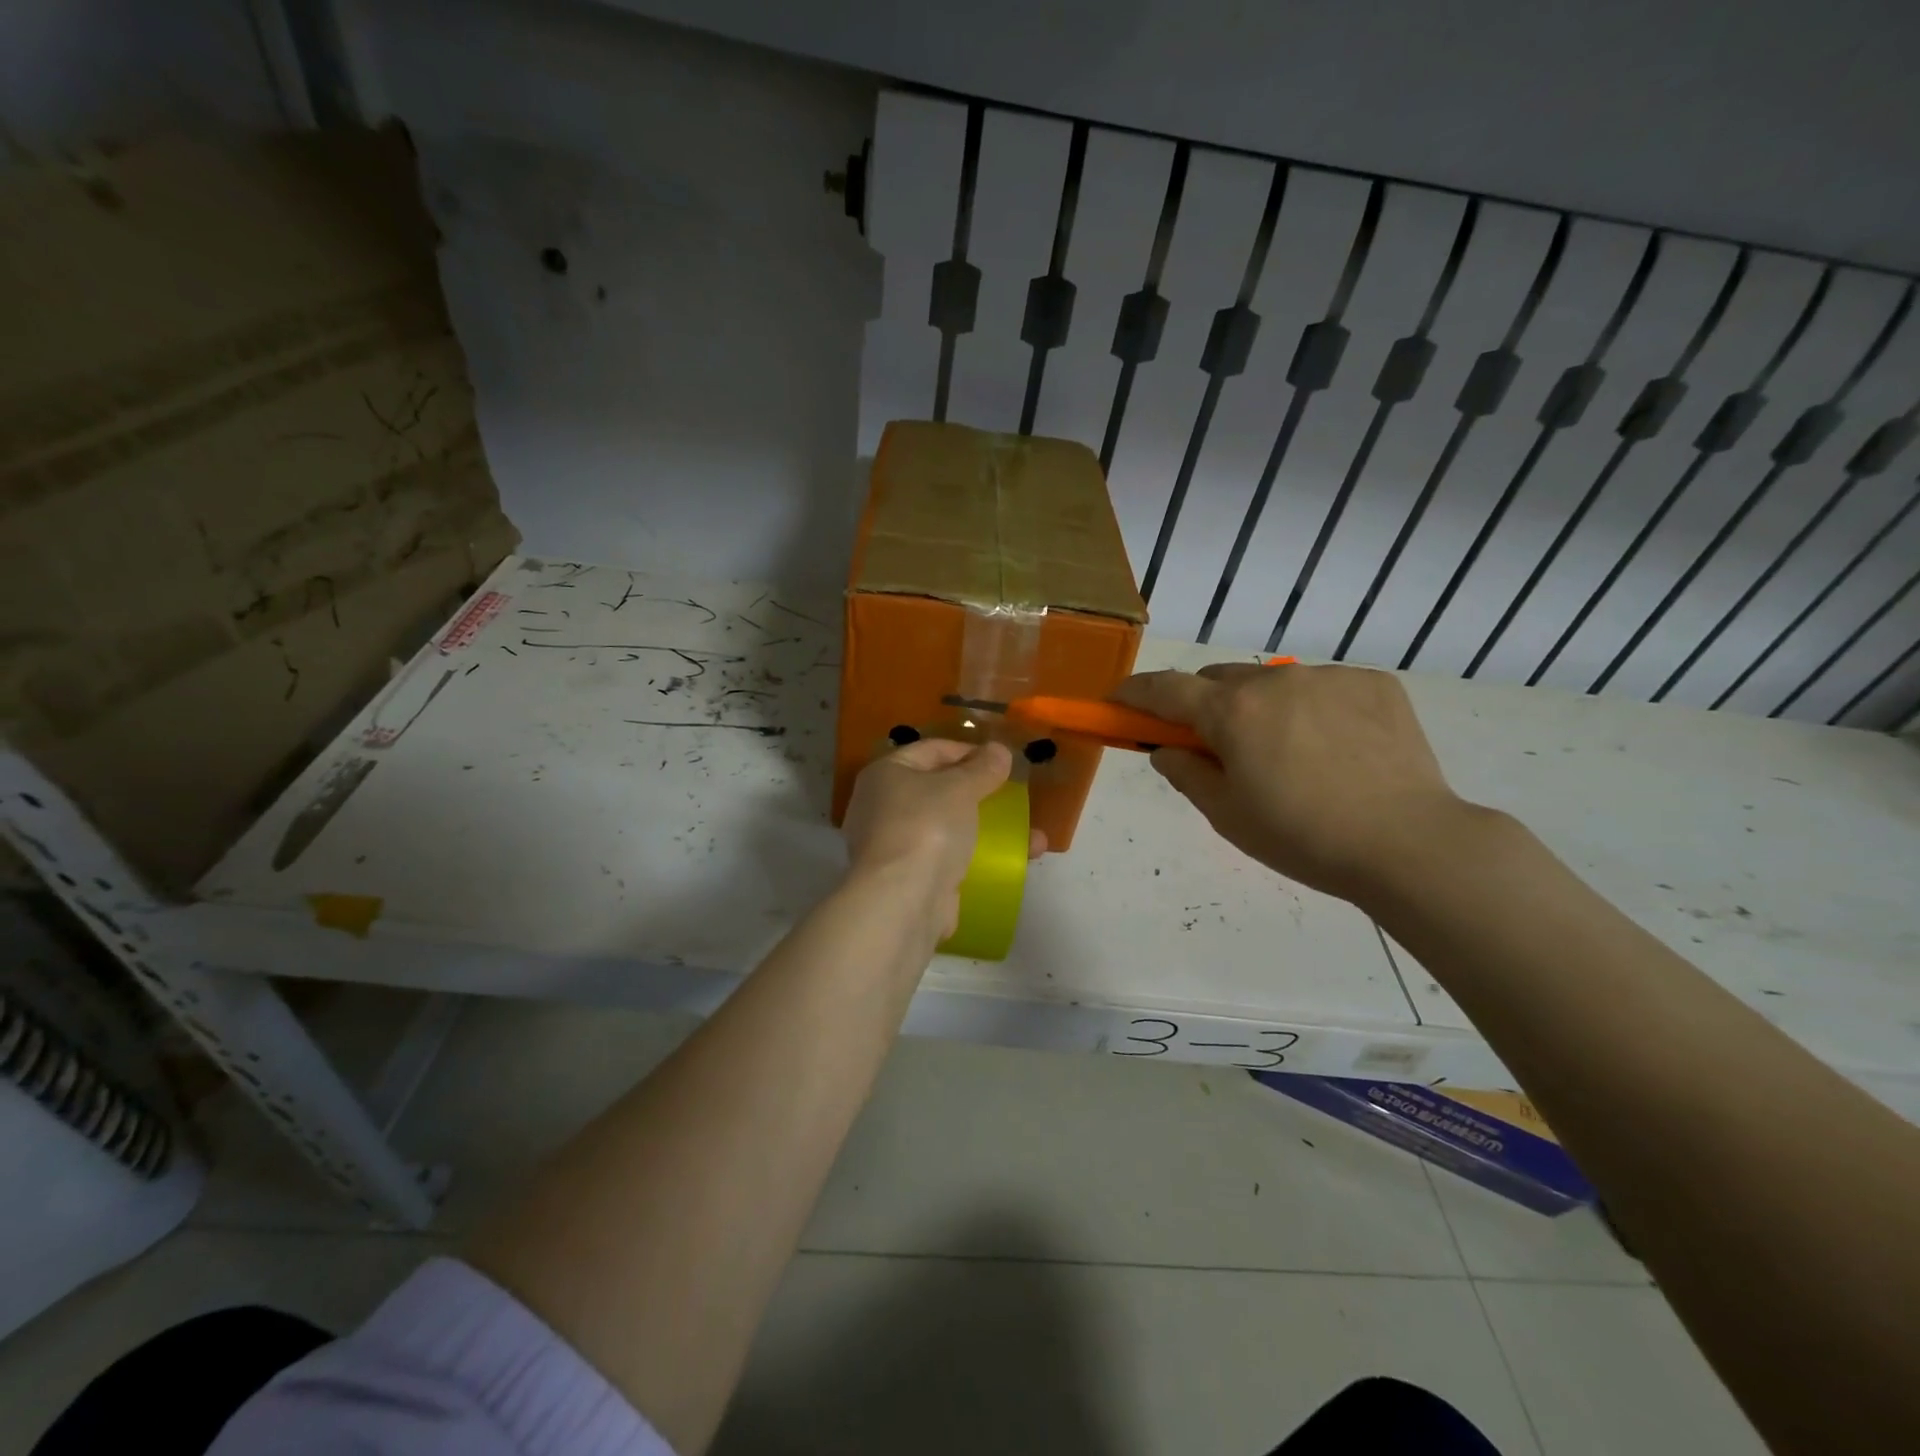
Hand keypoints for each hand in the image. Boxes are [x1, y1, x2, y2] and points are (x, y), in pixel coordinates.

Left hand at [841, 739, 1044, 937]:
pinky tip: (1013, 862)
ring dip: (987, 828)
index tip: (1002, 760)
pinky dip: (978, 857)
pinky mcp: (910, 878)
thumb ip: (983, 768)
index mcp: (885, 774)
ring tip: (1031, 836)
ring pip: (948, 827)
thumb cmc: (926, 827)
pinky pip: (950, 858)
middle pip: (938, 789)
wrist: (902, 901)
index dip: (968, 750)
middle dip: (980, 793)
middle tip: (1012, 795)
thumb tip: (999, 750)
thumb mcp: (960, 788)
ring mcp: (894, 846)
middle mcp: (882, 806)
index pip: (931, 750)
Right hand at [1112, 662, 1480, 904]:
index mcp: (1231, 713)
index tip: (1117, 700)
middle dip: (1204, 705)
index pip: (1164, 689)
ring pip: (1273, 684)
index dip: (1134, 693)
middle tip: (1216, 746)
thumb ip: (1186, 774)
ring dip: (1262, 708)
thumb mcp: (1228, 816)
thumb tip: (1167, 749)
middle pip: (1218, 679)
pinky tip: (1336, 750)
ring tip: (1292, 757)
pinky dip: (1312, 709)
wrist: (1410, 844)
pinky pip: (1322, 688)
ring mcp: (1328, 676)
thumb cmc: (1303, 838)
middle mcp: (1274, 681)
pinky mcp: (1373, 683)